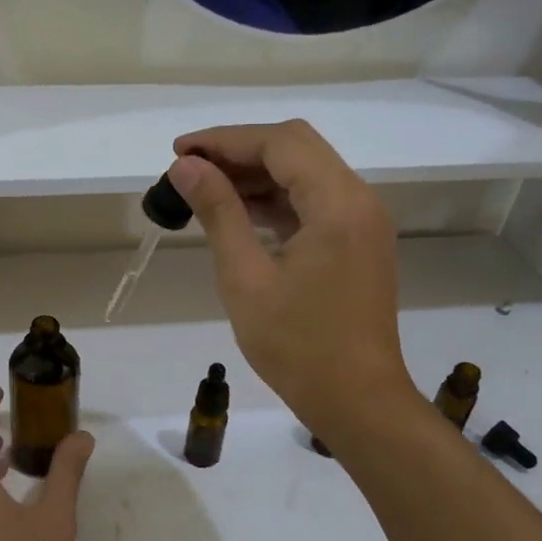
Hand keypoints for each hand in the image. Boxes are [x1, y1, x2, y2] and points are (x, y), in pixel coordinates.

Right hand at [169, 120, 414, 440]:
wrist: (358, 401)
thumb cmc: (297, 346)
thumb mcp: (246, 278)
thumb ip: (219, 213)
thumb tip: (186, 166)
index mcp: (337, 204)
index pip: (279, 143)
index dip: (225, 140)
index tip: (178, 152)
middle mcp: (359, 200)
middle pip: (296, 148)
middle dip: (240, 150)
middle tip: (190, 168)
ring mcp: (363, 221)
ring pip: (306, 173)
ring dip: (257, 174)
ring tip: (204, 190)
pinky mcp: (358, 243)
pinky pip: (315, 202)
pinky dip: (277, 199)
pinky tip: (240, 213)